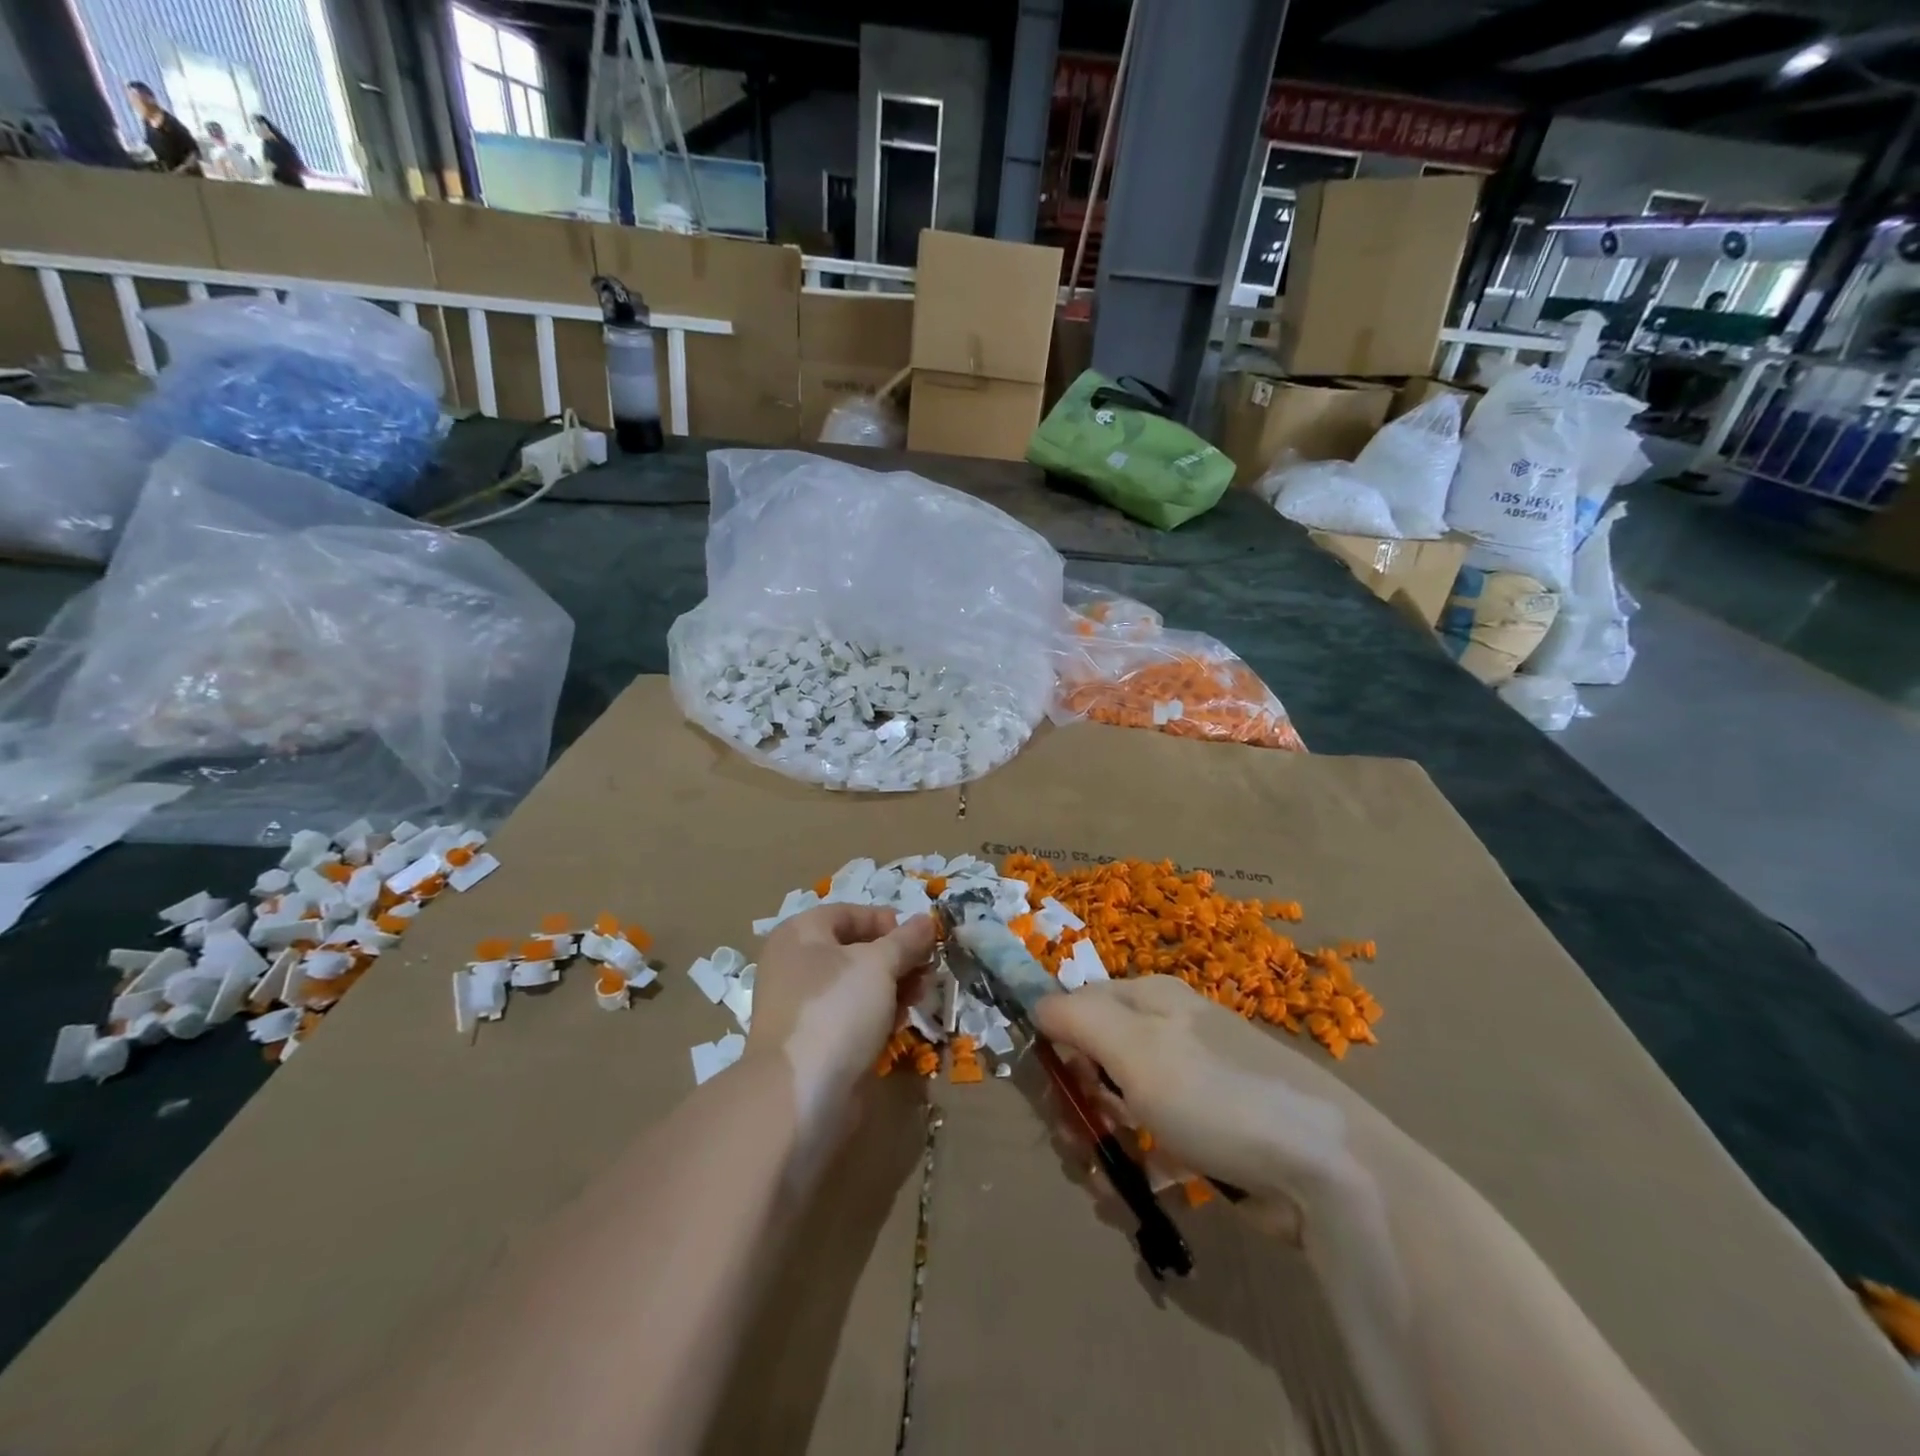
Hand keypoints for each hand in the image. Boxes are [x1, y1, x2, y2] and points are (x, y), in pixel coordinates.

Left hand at [746, 905, 934, 1131]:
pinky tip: (898, 1025)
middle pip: (855, 950)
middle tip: (927, 972)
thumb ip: (905, 940)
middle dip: (896, 958)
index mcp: (801, 934)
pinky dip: (876, 1015)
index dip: (887, 922)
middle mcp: (795, 964)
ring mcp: (802, 1005)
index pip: (850, 913)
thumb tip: (926, 921)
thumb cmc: (836, 1010)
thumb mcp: (878, 965)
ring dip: (892, 988)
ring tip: (919, 1000)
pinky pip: (850, 1016)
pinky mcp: (813, 1041)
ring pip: (856, 985)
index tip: (921, 939)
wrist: (799, 1094)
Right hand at [1034, 975, 1396, 1232]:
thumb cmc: (1216, 1095)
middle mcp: (1169, 1033)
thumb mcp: (1134, 1048)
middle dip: (1078, 1105)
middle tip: (1076, 1144)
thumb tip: (1035, 1004)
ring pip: (1122, 1106)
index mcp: (1150, 999)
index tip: (1052, 1091)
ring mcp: (1192, 1084)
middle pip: (1097, 1060)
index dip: (1057, 1045)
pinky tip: (1132, 1196)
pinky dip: (1138, 1166)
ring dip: (1103, 1143)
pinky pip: (1155, 1143)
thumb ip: (1077, 1018)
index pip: (1079, 1006)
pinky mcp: (1210, 1134)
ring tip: (1106, 1184)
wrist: (1326, 1169)